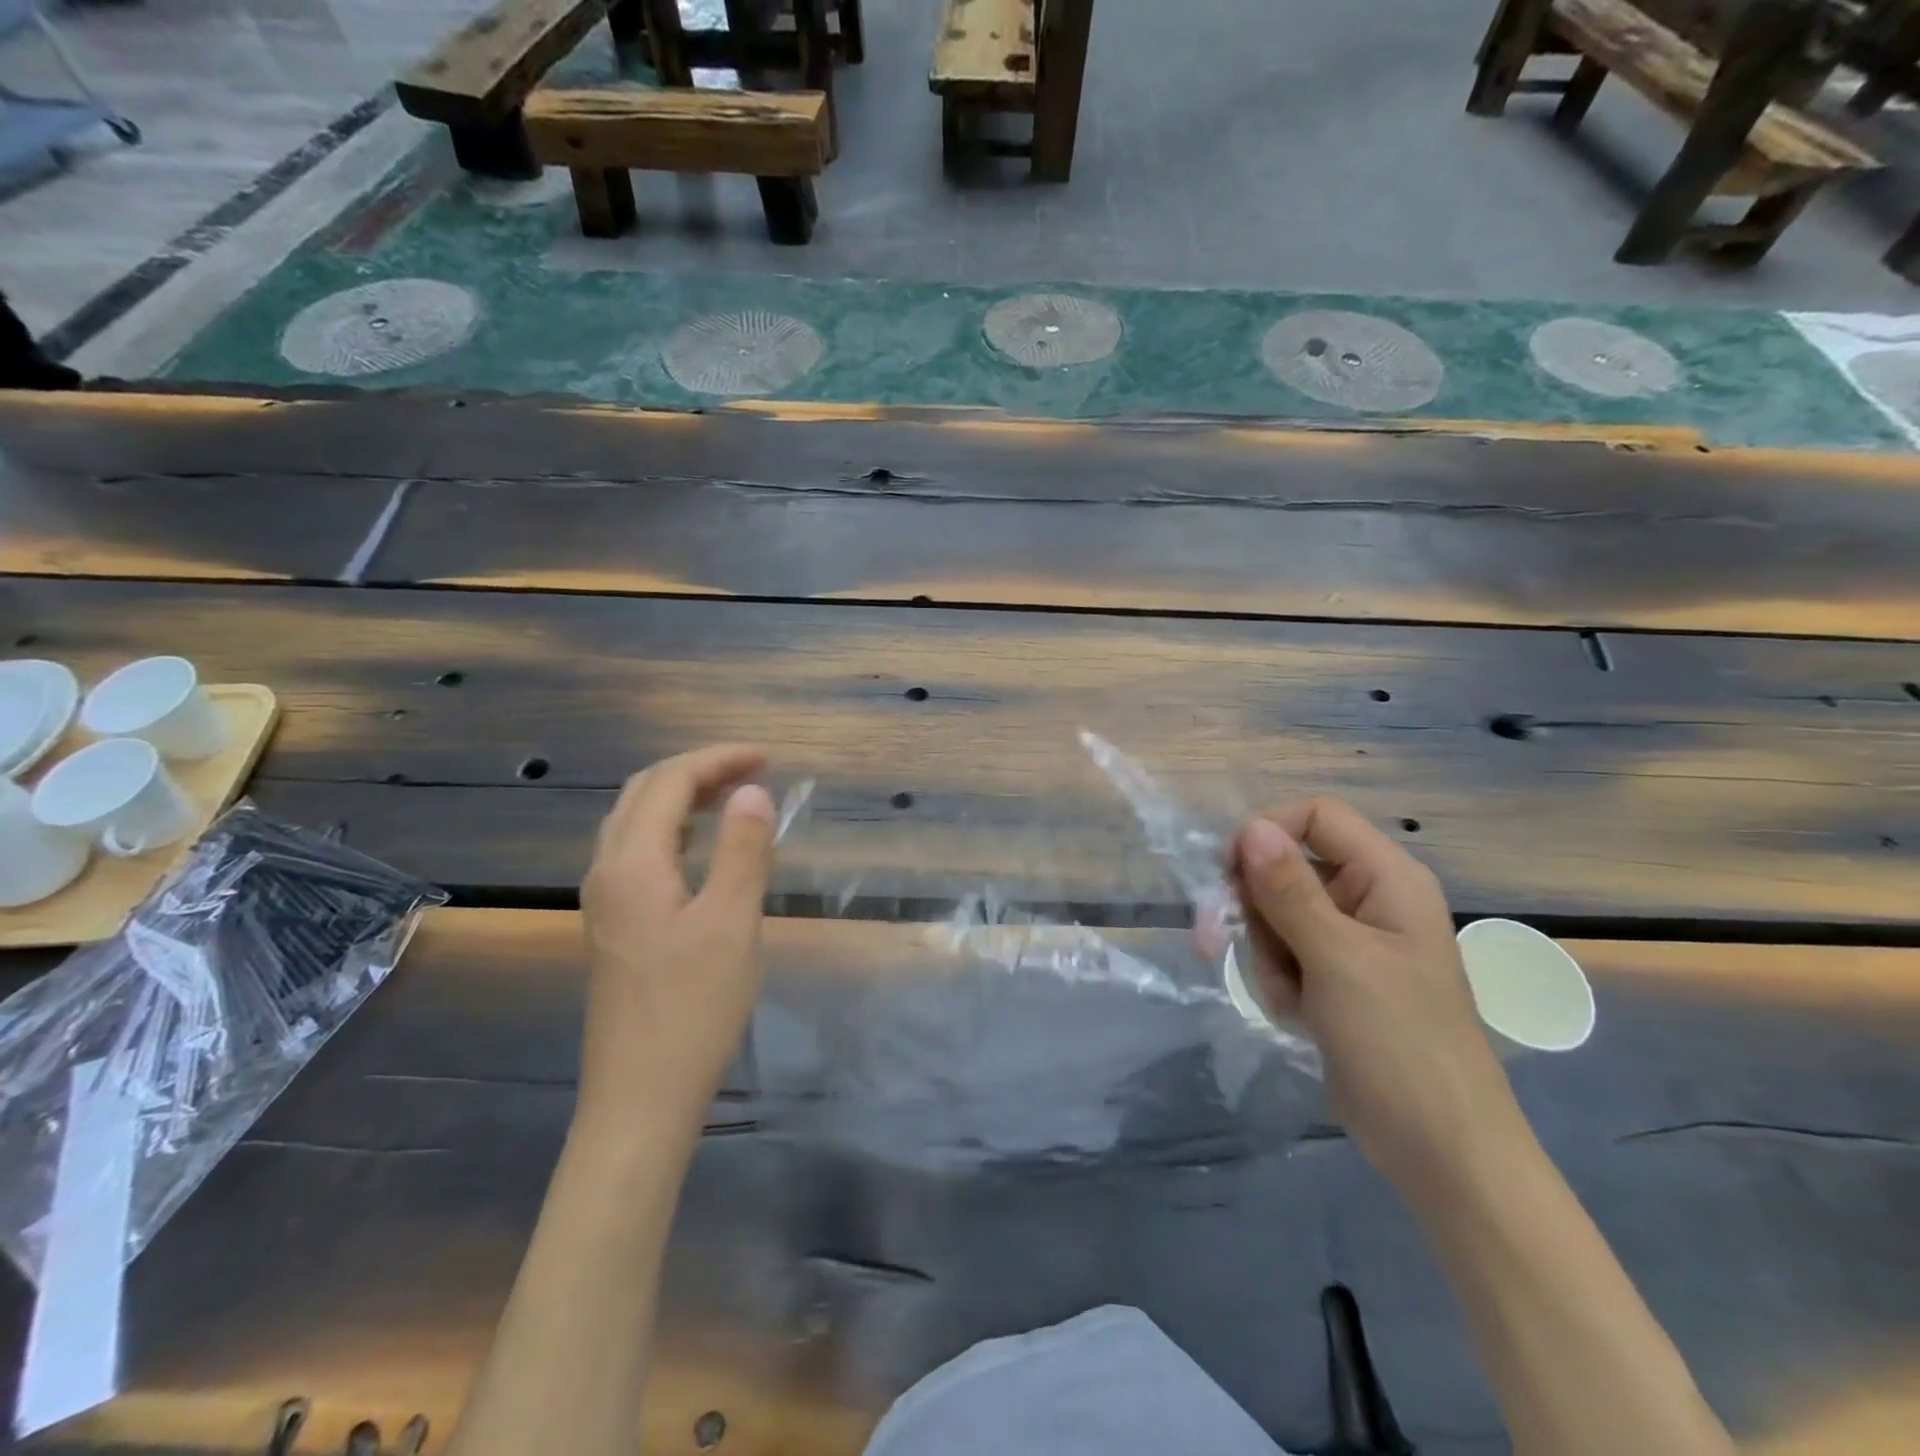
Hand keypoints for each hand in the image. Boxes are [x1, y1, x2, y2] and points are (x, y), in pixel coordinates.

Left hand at [577, 744, 776, 1134]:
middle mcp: (607, 871)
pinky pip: (638, 852)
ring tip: (733, 798)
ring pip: (635, 822)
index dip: (719, 759)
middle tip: (753, 771)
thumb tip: (752, 791)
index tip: (769, 758)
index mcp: (632, 863)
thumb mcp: (733, 923)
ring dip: (682, 798)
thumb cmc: (693, 1008)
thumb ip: (744, 850)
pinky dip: (673, 829)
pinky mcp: (613, 926)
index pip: (670, 781)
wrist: (640, 1097)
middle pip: (643, 793)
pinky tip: (703, 849)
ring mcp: (604, 901)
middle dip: (698, 770)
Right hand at [1231, 797, 1526, 1196]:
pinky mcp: (1335, 975)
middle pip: (1285, 865)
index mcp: (1386, 878)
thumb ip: (1289, 889)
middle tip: (1218, 940)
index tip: (1227, 873)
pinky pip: (1283, 950)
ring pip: (1275, 911)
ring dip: (1266, 952)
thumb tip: (1250, 826)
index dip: (1267, 832)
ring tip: (1291, 998)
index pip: (1315, 816)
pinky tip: (1298, 1014)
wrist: (1441, 1151)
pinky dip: (1277, 978)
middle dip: (1254, 906)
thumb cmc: (1399, 1044)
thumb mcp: (1337, 959)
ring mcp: (1351, 939)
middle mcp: (1368, 897)